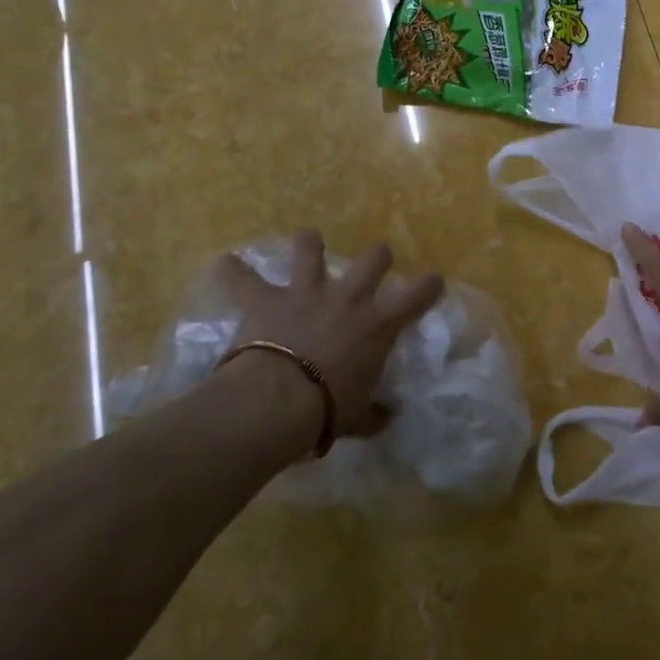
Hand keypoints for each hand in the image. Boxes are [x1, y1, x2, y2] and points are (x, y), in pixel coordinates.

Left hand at [220, 231, 443, 439]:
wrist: (278, 401)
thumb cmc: (327, 410)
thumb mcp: (358, 418)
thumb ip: (374, 414)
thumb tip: (387, 417)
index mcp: (377, 325)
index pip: (416, 296)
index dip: (429, 285)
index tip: (433, 280)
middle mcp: (348, 298)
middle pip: (374, 258)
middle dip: (379, 257)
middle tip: (377, 263)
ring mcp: (306, 292)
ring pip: (310, 248)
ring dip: (309, 243)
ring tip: (308, 241)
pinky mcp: (266, 299)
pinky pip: (243, 278)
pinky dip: (234, 271)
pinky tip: (226, 263)